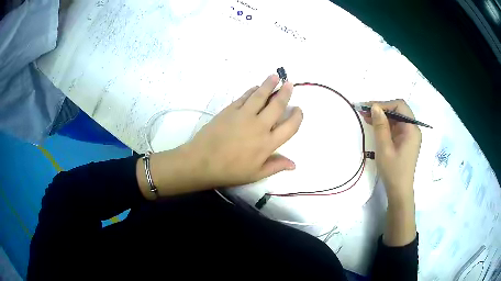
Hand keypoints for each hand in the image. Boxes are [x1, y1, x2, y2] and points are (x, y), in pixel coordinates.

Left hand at [184, 74, 302, 186]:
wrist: (202, 162)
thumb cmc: (229, 171)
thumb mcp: (255, 174)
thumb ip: (275, 166)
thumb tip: (294, 164)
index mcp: (268, 143)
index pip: (290, 127)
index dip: (297, 117)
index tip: (298, 109)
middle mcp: (259, 126)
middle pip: (277, 105)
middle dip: (285, 93)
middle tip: (289, 84)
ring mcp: (244, 115)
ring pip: (261, 96)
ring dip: (269, 84)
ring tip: (275, 76)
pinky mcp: (230, 110)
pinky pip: (244, 96)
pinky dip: (252, 90)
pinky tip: (256, 87)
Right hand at [362, 99, 419, 245]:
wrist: (399, 191)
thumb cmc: (393, 171)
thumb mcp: (384, 148)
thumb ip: (380, 126)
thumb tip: (375, 106)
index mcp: (411, 129)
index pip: (400, 106)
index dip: (384, 104)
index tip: (368, 107)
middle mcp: (413, 129)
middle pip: (398, 111)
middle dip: (382, 109)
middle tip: (365, 111)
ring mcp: (409, 135)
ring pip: (396, 118)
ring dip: (382, 116)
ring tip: (366, 117)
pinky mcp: (405, 141)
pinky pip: (395, 127)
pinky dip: (385, 125)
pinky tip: (374, 125)